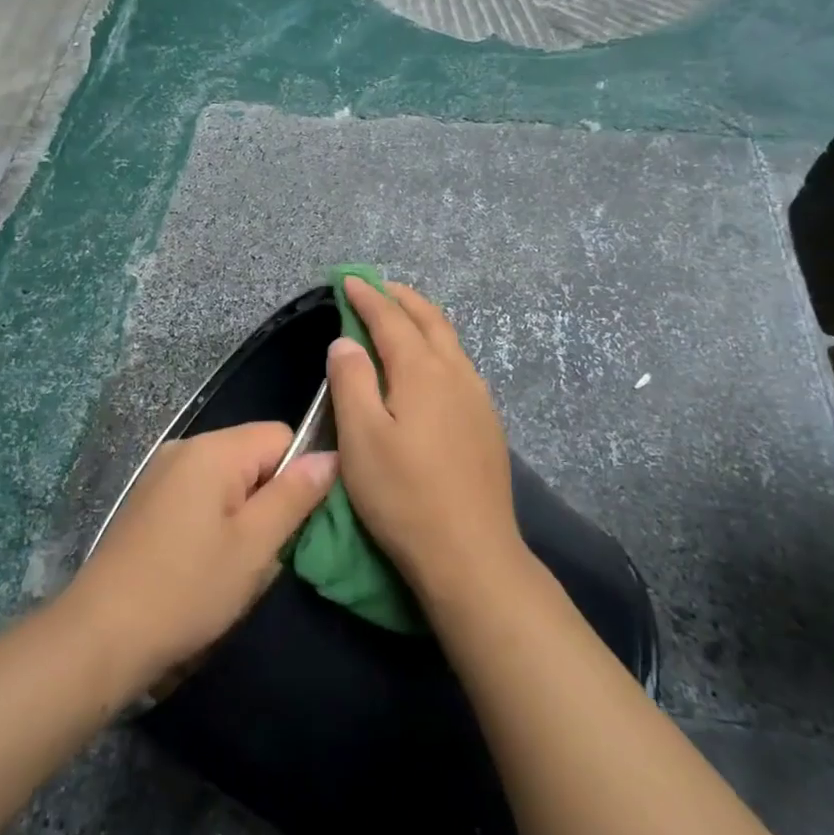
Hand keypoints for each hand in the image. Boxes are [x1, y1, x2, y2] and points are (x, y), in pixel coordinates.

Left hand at [66, 422, 337, 682]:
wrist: (100, 635)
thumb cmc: (188, 588)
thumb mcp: (255, 544)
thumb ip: (295, 494)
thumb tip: (331, 455)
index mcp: (214, 449)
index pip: (282, 436)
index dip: (297, 475)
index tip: (290, 524)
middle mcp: (185, 447)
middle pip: (253, 454)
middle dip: (269, 496)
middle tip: (263, 550)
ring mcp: (161, 473)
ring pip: (228, 478)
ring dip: (242, 513)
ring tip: (234, 562)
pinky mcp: (147, 500)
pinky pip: (200, 494)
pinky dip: (214, 520)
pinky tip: (203, 561)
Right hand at [326, 280, 523, 600]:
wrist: (471, 554)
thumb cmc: (404, 495)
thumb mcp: (361, 437)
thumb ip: (351, 381)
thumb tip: (346, 341)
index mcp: (422, 372)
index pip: (391, 320)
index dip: (368, 297)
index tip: (348, 280)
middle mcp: (456, 374)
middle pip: (430, 321)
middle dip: (402, 298)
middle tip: (378, 286)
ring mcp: (478, 399)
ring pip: (451, 342)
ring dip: (424, 320)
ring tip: (404, 315)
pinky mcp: (487, 424)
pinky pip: (460, 366)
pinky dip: (439, 347)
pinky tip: (432, 365)